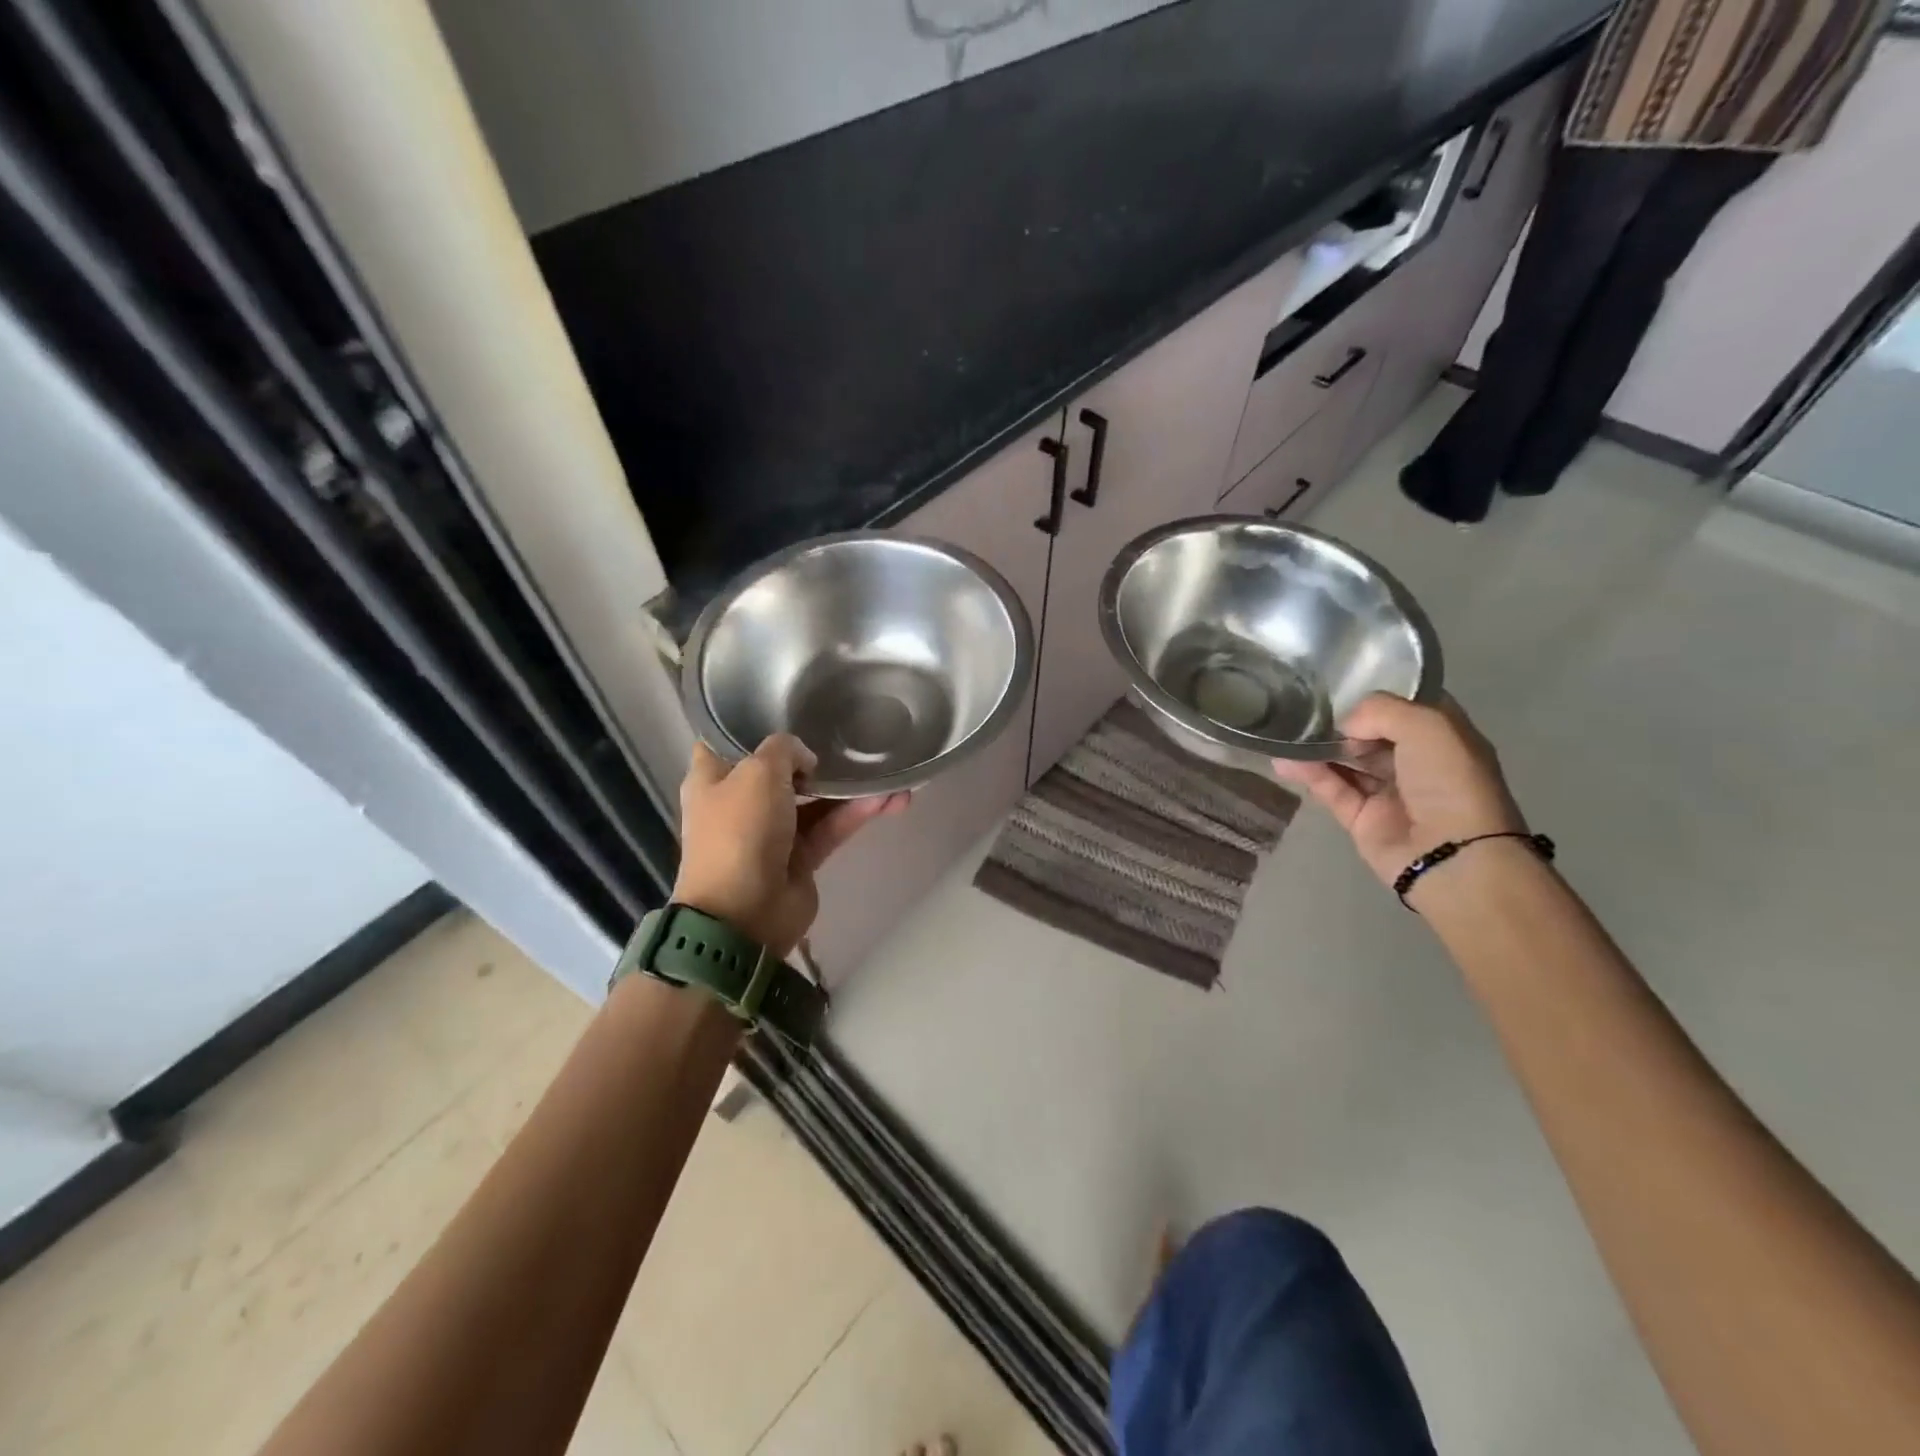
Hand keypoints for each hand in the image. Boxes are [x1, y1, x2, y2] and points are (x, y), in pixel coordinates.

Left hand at [673, 736, 907, 955]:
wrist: (744, 915)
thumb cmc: (739, 832)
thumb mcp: (758, 772)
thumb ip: (784, 750)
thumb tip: (805, 759)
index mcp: (712, 780)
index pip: (726, 743)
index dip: (750, 725)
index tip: (785, 708)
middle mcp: (740, 803)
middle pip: (779, 771)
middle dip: (812, 756)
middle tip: (846, 735)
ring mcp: (772, 832)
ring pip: (813, 801)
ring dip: (846, 788)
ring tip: (885, 771)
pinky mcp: (801, 858)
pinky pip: (830, 828)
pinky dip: (855, 814)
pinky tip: (889, 798)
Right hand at [1271, 694, 1525, 894]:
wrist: (1452, 857)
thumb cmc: (1450, 783)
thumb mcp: (1428, 727)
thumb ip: (1381, 711)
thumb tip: (1344, 725)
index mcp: (1445, 739)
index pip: (1410, 707)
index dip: (1381, 695)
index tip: (1344, 681)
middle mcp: (1418, 763)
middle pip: (1374, 734)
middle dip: (1345, 721)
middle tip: (1310, 709)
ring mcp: (1389, 792)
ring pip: (1348, 761)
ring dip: (1320, 747)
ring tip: (1287, 731)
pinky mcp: (1362, 818)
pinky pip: (1331, 789)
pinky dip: (1309, 774)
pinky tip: (1285, 760)